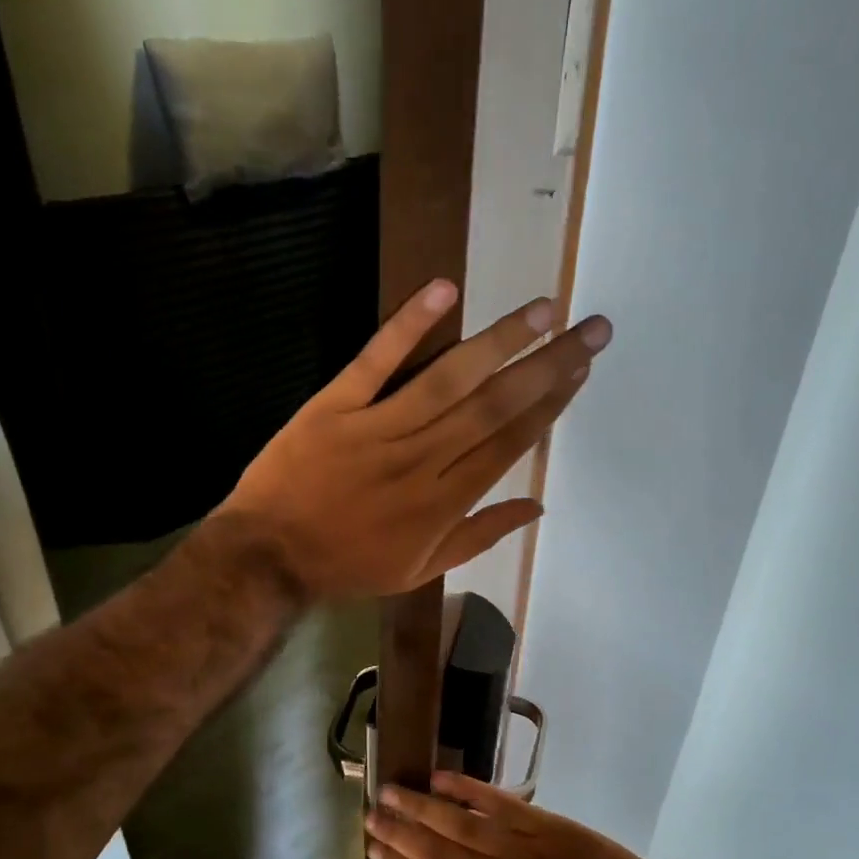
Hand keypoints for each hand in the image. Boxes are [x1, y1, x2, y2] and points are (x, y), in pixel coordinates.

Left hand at [219, 279, 611, 598]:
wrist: (269, 556)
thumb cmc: (348, 564)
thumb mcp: (421, 569)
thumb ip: (480, 536)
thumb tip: (537, 505)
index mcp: (444, 502)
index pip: (509, 442)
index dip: (550, 403)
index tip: (580, 369)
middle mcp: (422, 460)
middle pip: (493, 406)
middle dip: (547, 365)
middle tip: (589, 328)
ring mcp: (377, 429)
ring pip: (448, 379)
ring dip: (498, 342)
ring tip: (542, 310)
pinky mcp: (334, 406)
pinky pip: (375, 361)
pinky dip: (407, 325)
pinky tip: (443, 289)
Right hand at [364, 772, 662, 858]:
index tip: (373, 849)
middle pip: (436, 852)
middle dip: (399, 833)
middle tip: (370, 814)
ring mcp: (517, 848)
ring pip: (457, 823)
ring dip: (420, 807)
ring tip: (391, 791)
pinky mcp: (539, 823)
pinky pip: (495, 803)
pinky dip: (466, 789)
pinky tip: (440, 779)